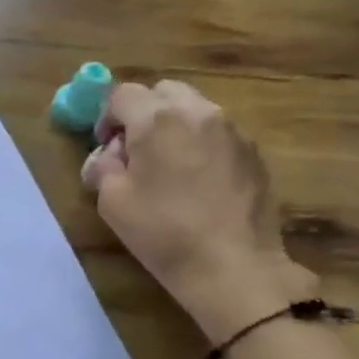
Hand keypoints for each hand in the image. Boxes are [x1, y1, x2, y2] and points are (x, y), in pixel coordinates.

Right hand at [81, 79, 314, 340]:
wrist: (233, 266)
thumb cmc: (162, 231)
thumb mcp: (111, 201)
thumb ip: (103, 166)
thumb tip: (109, 156)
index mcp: (157, 119)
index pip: (122, 94)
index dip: (107, 117)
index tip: (106, 148)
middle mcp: (198, 113)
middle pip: (163, 91)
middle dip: (143, 113)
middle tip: (136, 151)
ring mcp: (232, 131)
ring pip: (194, 109)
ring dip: (174, 127)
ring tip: (169, 167)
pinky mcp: (254, 153)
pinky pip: (218, 133)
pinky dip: (201, 144)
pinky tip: (197, 183)